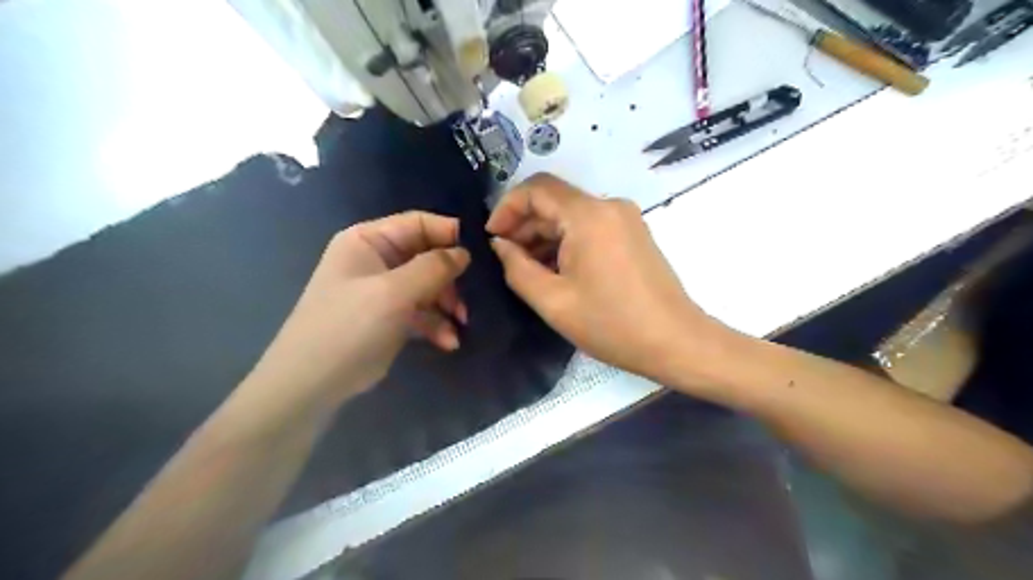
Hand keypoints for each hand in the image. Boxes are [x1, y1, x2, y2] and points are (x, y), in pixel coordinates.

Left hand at [245, 211, 471, 404]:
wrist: (312, 384)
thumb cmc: (349, 327)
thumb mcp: (394, 292)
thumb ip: (433, 268)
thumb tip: (463, 253)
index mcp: (368, 241)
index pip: (417, 223)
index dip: (448, 234)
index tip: (478, 253)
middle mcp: (376, 260)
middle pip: (426, 257)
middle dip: (449, 279)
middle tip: (465, 301)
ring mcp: (382, 290)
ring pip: (427, 286)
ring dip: (446, 305)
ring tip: (461, 325)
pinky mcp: (388, 317)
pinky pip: (420, 311)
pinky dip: (435, 324)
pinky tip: (447, 342)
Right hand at [490, 174, 728, 386]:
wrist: (675, 341)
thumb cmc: (612, 325)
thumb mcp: (553, 301)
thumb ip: (517, 268)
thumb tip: (500, 245)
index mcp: (588, 216)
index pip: (536, 188)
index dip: (507, 207)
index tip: (492, 237)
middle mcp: (609, 206)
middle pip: (555, 200)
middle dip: (524, 225)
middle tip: (506, 258)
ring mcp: (625, 218)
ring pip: (571, 214)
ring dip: (545, 235)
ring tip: (528, 269)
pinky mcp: (633, 233)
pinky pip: (590, 226)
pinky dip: (567, 241)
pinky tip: (556, 269)